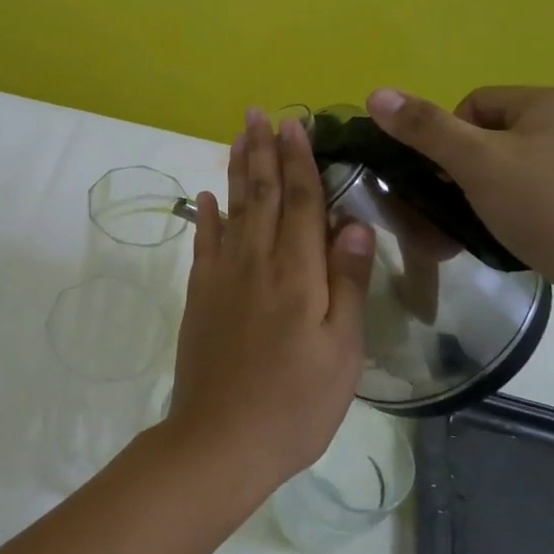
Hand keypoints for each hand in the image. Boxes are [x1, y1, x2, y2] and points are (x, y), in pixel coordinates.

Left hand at [165, 109, 376, 494]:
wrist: (221, 440)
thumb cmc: (296, 403)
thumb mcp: (342, 351)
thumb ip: (347, 283)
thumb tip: (354, 223)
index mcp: (297, 274)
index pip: (300, 202)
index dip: (299, 161)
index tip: (295, 125)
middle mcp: (255, 262)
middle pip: (260, 194)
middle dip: (262, 151)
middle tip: (258, 113)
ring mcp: (221, 277)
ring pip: (231, 209)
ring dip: (236, 170)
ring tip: (237, 137)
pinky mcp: (199, 295)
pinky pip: (204, 243)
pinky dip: (207, 215)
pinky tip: (207, 197)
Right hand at [364, 86, 553, 320]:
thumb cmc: (544, 209)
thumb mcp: (475, 164)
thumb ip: (425, 128)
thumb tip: (375, 92)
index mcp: (551, 101)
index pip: (474, 104)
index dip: (450, 140)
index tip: (453, 179)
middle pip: (494, 134)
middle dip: (471, 168)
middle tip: (469, 203)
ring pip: (518, 164)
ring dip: (494, 189)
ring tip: (494, 222)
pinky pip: (545, 189)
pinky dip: (525, 207)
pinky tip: (525, 233)